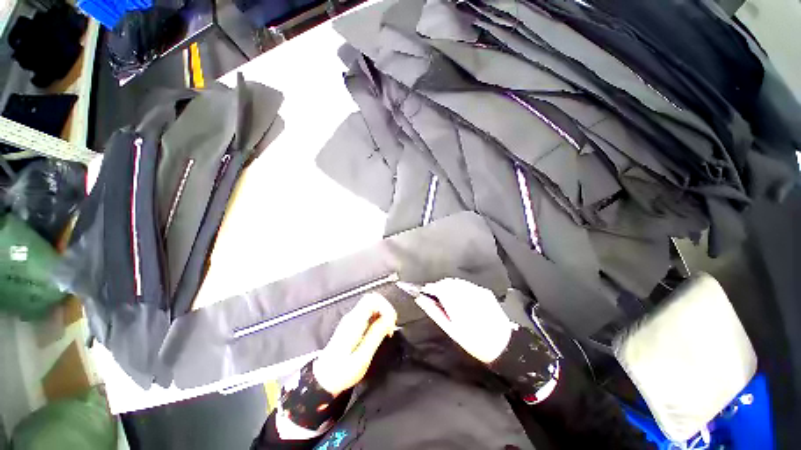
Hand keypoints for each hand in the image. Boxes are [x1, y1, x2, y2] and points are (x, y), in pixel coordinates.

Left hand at [313, 293, 397, 395]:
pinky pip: (368, 314)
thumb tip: (389, 319)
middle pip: (372, 300)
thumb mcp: (361, 358)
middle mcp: (352, 317)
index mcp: (354, 322)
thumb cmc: (341, 373)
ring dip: (383, 315)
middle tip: (391, 327)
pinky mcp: (352, 326)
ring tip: (387, 331)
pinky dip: (378, 319)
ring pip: (371, 306)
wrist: (322, 381)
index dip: (385, 306)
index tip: (391, 323)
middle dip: (386, 310)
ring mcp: (351, 320)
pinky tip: (380, 333)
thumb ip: (375, 335)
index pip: (371, 299)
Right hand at [415, 278, 513, 363]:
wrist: (504, 345)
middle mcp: (467, 292)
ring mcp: (477, 290)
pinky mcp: (484, 291)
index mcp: (456, 303)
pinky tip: (461, 300)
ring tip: (448, 300)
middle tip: (435, 298)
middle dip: (439, 287)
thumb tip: (421, 299)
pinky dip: (460, 288)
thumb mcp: (451, 330)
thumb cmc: (474, 342)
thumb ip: (435, 312)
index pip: (438, 287)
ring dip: (449, 287)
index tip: (424, 292)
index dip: (429, 288)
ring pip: (456, 282)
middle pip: (447, 282)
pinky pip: (466, 285)